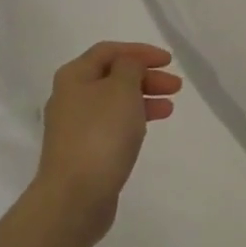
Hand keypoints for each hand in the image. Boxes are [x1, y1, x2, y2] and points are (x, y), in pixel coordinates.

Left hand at [33, 42, 181, 246]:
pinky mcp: (82, 151)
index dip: (140, 51)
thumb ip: (130, 67)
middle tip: (176, 86)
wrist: (75, 196)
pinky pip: (111, 125)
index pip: (109, 51)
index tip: (169, 60)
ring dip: (143, 98)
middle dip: (145, 76)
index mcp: (74, 76)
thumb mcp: (122, 89)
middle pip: (112, 76)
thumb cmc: (101, 134)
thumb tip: (128, 65)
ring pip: (114, 102)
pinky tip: (148, 128)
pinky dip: (133, 120)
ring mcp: (74, 126)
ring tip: (170, 107)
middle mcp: (69, 97)